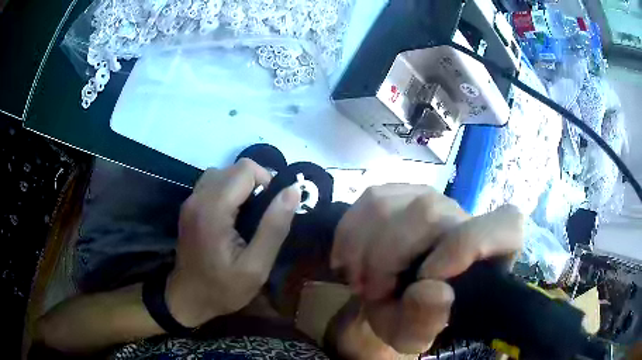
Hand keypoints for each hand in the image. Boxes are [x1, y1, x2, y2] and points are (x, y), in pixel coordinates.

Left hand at [166, 160, 300, 326]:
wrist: (188, 299)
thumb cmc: (224, 288)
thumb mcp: (256, 266)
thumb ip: (274, 227)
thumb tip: (292, 191)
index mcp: (213, 209)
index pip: (246, 169)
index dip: (267, 182)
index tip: (273, 210)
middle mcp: (198, 197)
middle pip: (234, 168)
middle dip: (256, 184)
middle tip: (263, 216)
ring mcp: (190, 201)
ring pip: (223, 173)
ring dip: (241, 186)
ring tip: (249, 215)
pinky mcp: (189, 207)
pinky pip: (213, 184)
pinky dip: (228, 190)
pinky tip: (233, 216)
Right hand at [331, 185, 523, 353]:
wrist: (387, 301)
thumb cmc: (410, 319)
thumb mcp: (415, 335)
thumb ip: (427, 321)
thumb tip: (435, 289)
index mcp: (489, 254)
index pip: (504, 225)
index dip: (469, 245)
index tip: (427, 279)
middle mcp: (464, 217)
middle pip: (427, 213)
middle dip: (384, 258)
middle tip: (370, 291)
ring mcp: (430, 198)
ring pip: (389, 204)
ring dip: (361, 249)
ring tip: (359, 278)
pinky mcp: (400, 192)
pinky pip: (367, 200)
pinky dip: (349, 234)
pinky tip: (350, 259)